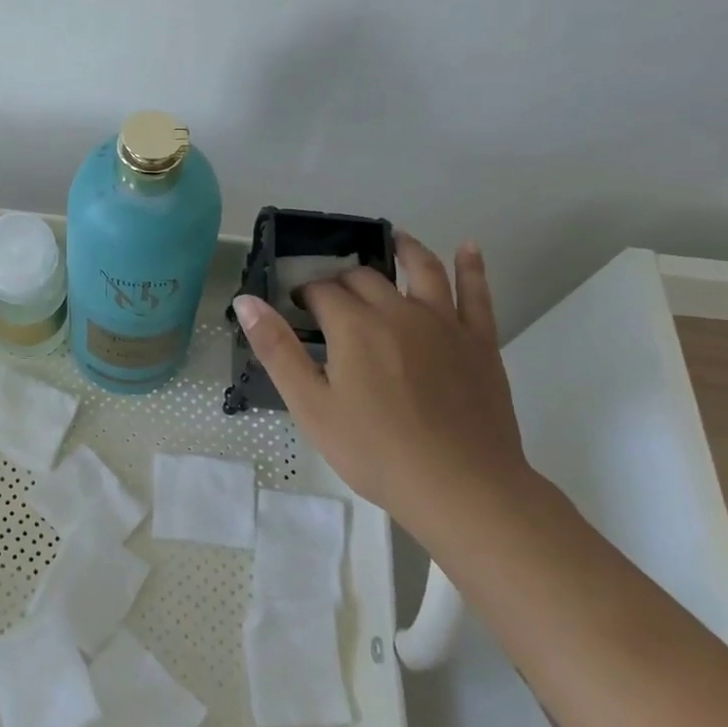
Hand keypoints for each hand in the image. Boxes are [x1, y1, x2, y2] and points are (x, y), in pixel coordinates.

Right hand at [232, 234, 531, 533]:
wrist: (462, 488)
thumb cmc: (375, 451)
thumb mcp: (311, 406)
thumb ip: (277, 349)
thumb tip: (247, 300)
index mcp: (354, 326)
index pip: (322, 291)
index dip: (305, 295)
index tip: (298, 309)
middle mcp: (398, 311)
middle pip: (365, 278)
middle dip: (343, 279)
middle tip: (332, 297)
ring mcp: (444, 323)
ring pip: (422, 270)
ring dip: (406, 250)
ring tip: (396, 238)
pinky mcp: (480, 342)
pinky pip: (476, 294)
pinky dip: (471, 267)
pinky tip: (468, 248)